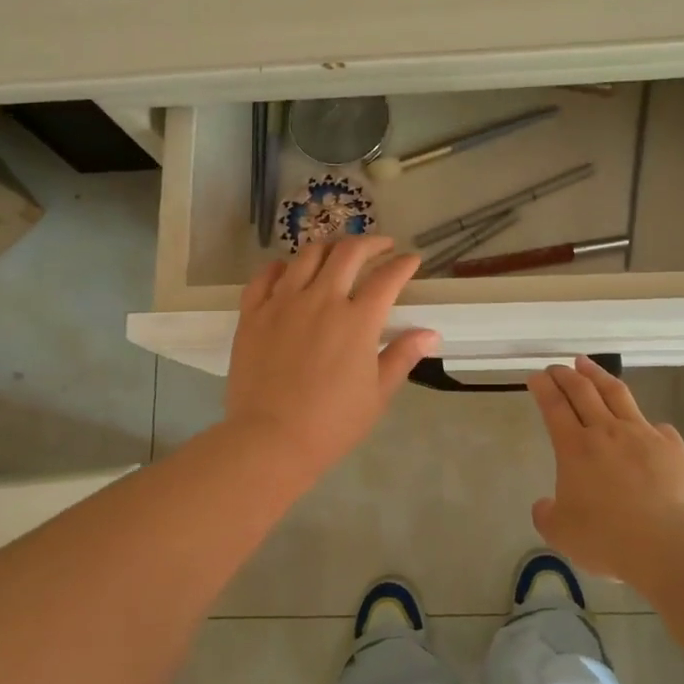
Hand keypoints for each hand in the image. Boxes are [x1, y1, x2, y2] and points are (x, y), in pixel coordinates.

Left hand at [226, 236, 439, 478]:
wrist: (270, 440)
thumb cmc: (331, 423)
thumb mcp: (377, 394)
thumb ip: (402, 356)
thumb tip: (430, 333)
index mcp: (357, 320)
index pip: (387, 278)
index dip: (403, 264)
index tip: (411, 260)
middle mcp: (321, 300)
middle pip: (348, 253)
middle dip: (370, 243)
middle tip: (381, 246)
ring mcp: (283, 303)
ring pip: (307, 255)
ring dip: (329, 246)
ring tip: (338, 251)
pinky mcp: (253, 313)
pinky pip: (265, 276)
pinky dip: (281, 266)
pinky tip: (288, 270)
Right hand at [526, 356, 683, 586]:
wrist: (671, 543)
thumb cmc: (608, 538)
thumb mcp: (561, 534)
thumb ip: (547, 515)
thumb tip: (544, 505)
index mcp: (575, 448)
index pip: (554, 407)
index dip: (543, 388)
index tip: (536, 375)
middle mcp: (607, 432)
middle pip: (583, 391)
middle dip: (566, 375)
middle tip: (556, 366)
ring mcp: (643, 435)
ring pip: (617, 394)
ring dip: (598, 376)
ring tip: (587, 364)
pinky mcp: (672, 448)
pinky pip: (655, 426)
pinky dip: (644, 421)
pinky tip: (645, 425)